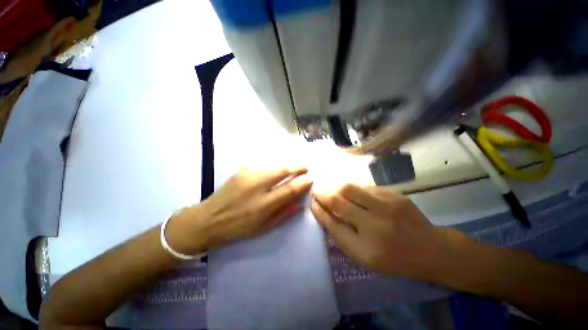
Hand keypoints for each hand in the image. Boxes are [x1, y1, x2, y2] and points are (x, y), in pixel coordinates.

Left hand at [166, 166, 312, 254]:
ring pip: (274, 165)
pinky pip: (261, 162)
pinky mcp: (241, 171)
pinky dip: (273, 162)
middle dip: (297, 167)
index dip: (303, 182)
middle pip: (283, 171)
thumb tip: (300, 204)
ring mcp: (249, 176)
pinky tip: (277, 163)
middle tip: (305, 168)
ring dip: (287, 164)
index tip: (310, 178)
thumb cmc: (238, 227)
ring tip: (294, 166)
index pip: (290, 189)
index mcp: (264, 204)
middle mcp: (258, 187)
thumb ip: (283, 215)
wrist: (209, 219)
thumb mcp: (263, 228)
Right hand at [311, 184, 474, 280]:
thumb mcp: (365, 258)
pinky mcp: (395, 195)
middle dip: (323, 193)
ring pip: (351, 188)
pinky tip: (353, 193)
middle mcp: (376, 225)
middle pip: (339, 201)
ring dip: (336, 187)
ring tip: (331, 188)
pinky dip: (354, 189)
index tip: (312, 203)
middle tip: (317, 191)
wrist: (432, 250)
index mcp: (367, 248)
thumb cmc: (395, 259)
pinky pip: (366, 187)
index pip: (334, 224)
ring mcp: (388, 206)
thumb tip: (325, 216)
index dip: (319, 211)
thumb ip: (343, 237)